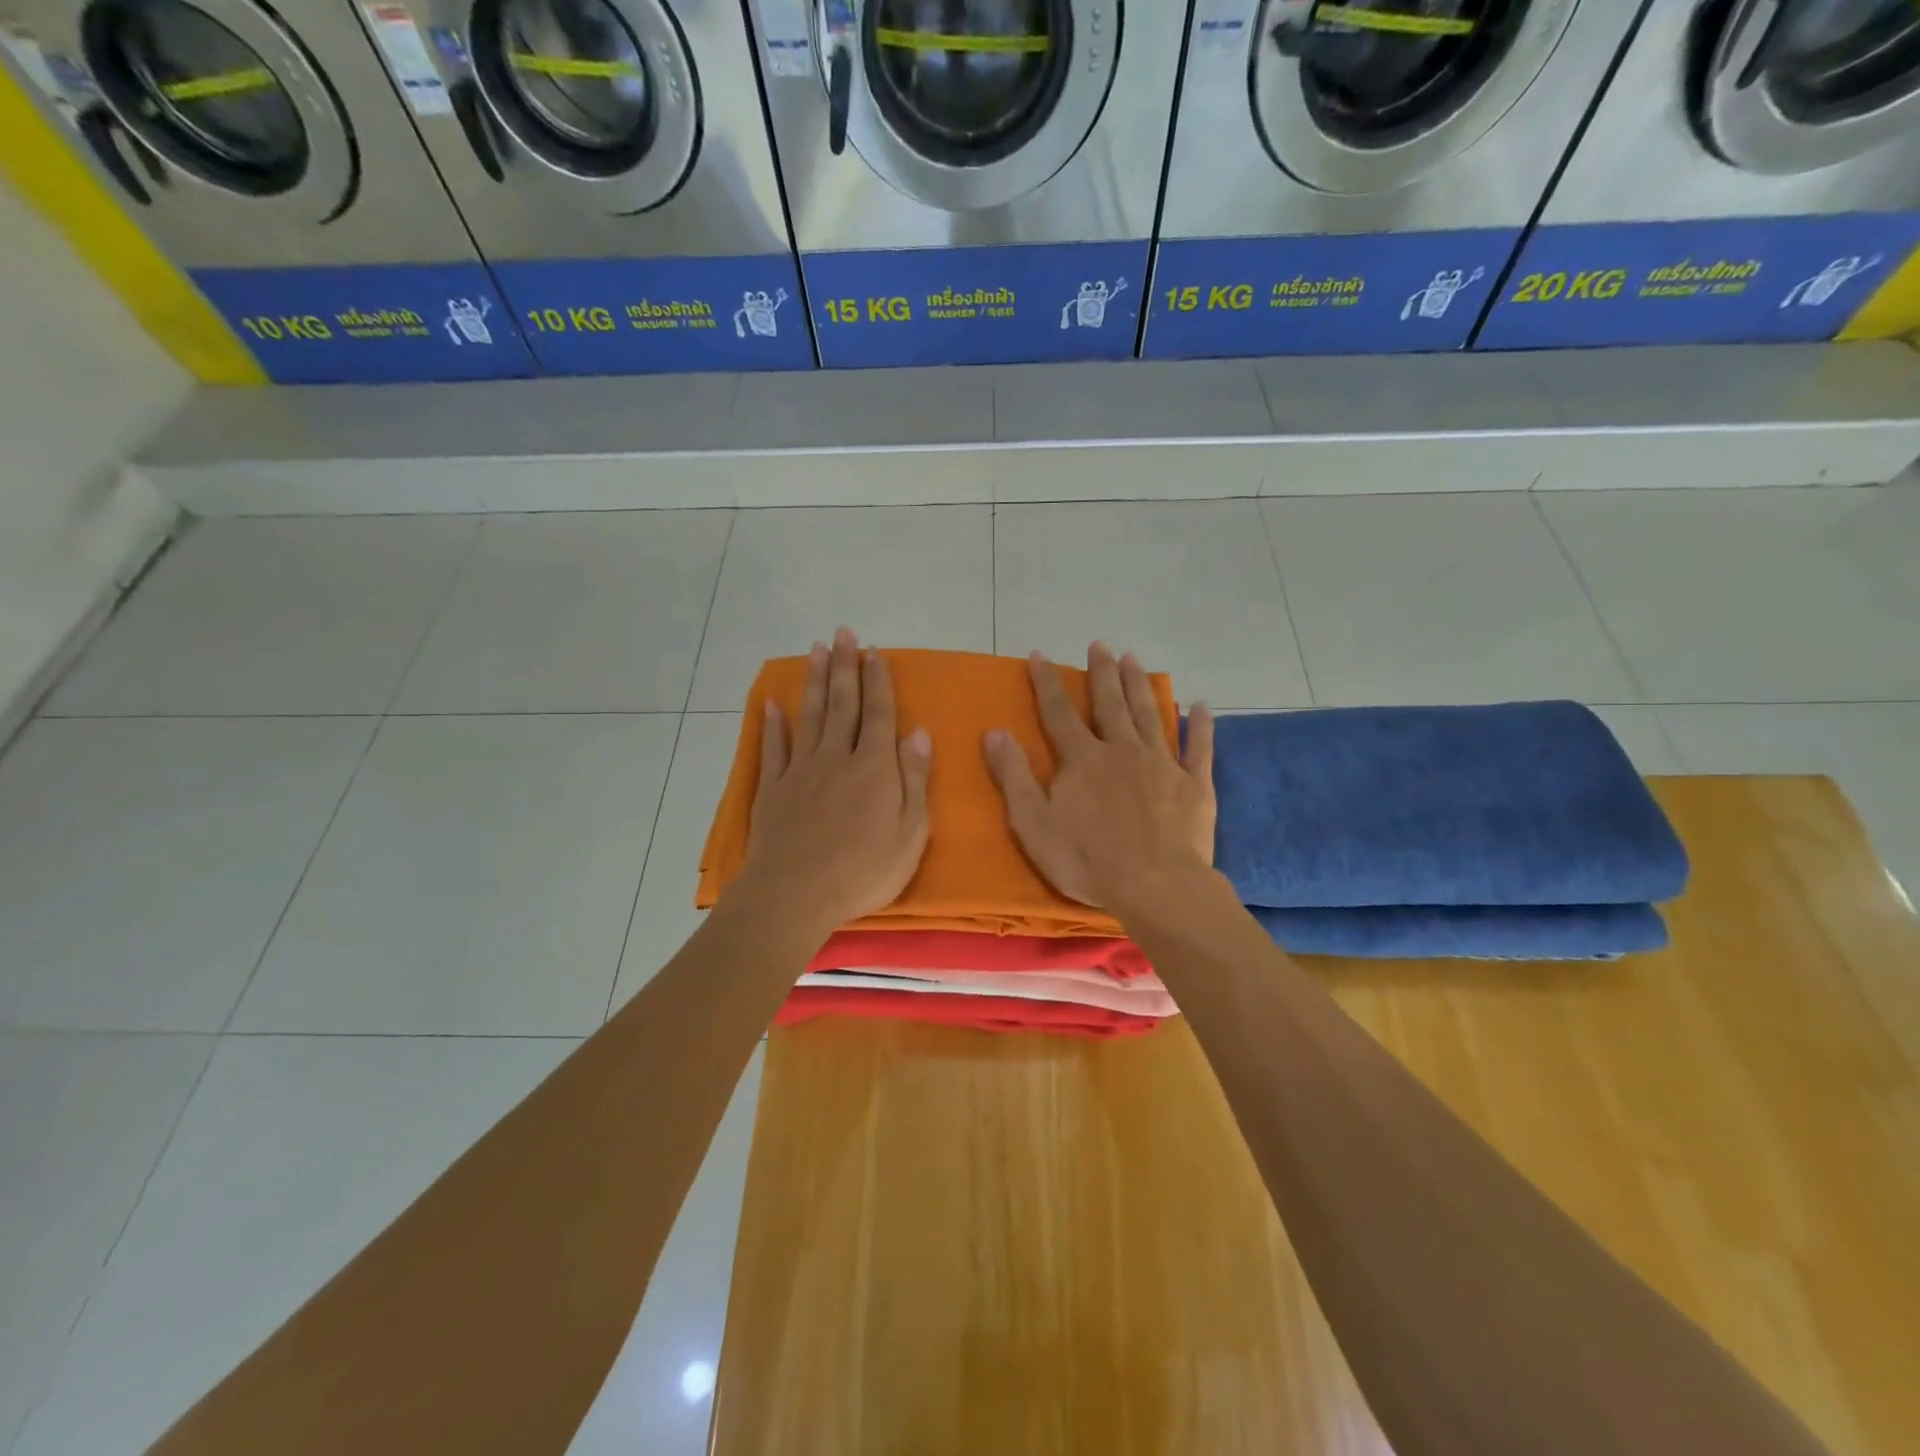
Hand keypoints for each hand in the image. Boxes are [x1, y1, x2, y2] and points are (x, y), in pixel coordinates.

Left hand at [734, 627, 932, 940]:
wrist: (796, 893)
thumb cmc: (864, 869)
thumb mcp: (910, 832)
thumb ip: (914, 779)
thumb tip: (919, 733)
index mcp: (874, 767)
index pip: (879, 714)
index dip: (878, 681)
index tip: (874, 652)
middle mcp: (837, 757)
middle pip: (843, 704)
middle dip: (845, 666)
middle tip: (844, 633)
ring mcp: (801, 771)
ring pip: (810, 716)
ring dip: (814, 682)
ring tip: (815, 650)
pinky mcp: (773, 789)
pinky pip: (775, 749)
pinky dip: (773, 725)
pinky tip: (772, 705)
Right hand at [984, 643, 1214, 908]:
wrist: (1155, 886)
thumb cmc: (1086, 860)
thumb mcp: (1033, 823)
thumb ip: (1014, 776)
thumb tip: (994, 732)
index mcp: (1082, 759)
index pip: (1059, 712)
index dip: (1047, 683)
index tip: (1040, 655)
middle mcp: (1122, 750)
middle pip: (1109, 704)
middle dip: (1101, 673)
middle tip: (1100, 645)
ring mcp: (1162, 764)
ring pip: (1149, 715)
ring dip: (1140, 686)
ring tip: (1134, 659)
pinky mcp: (1193, 785)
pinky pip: (1198, 747)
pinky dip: (1199, 725)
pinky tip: (1200, 705)